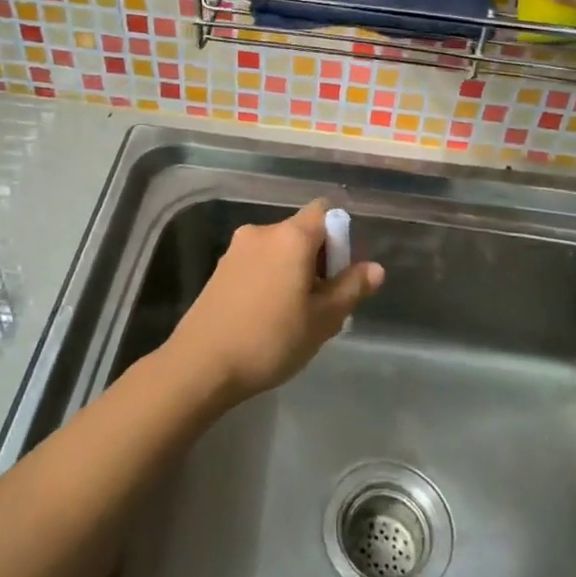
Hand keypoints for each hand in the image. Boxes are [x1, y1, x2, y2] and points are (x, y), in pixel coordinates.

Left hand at [164, 199, 383, 403]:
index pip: (326, 211)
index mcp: (291, 236)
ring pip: (280, 251)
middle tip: (324, 304)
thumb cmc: (270, 339)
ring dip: (295, 272)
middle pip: (302, 232)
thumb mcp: (322, 319)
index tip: (342, 273)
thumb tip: (375, 268)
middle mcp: (262, 232)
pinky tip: (268, 318)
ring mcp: (236, 250)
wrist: (200, 365)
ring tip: (296, 317)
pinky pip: (258, 264)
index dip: (342, 236)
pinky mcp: (220, 270)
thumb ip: (351, 288)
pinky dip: (271, 280)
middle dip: (320, 260)